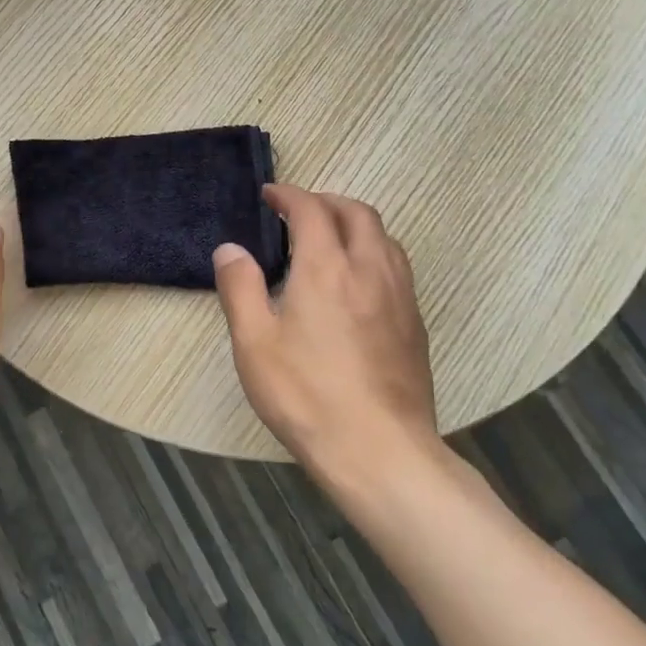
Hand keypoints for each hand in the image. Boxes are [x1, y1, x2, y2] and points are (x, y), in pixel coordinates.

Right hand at [213, 184, 438, 476]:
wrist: (379, 450)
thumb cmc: (306, 395)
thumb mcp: (254, 342)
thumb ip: (240, 287)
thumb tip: (230, 248)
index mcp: (326, 268)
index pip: (311, 209)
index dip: (289, 195)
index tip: (270, 196)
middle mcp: (369, 270)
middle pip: (356, 212)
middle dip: (326, 201)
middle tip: (298, 212)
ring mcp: (400, 296)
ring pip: (383, 236)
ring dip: (354, 223)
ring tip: (329, 239)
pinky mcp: (415, 323)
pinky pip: (396, 265)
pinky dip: (373, 251)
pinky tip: (356, 281)